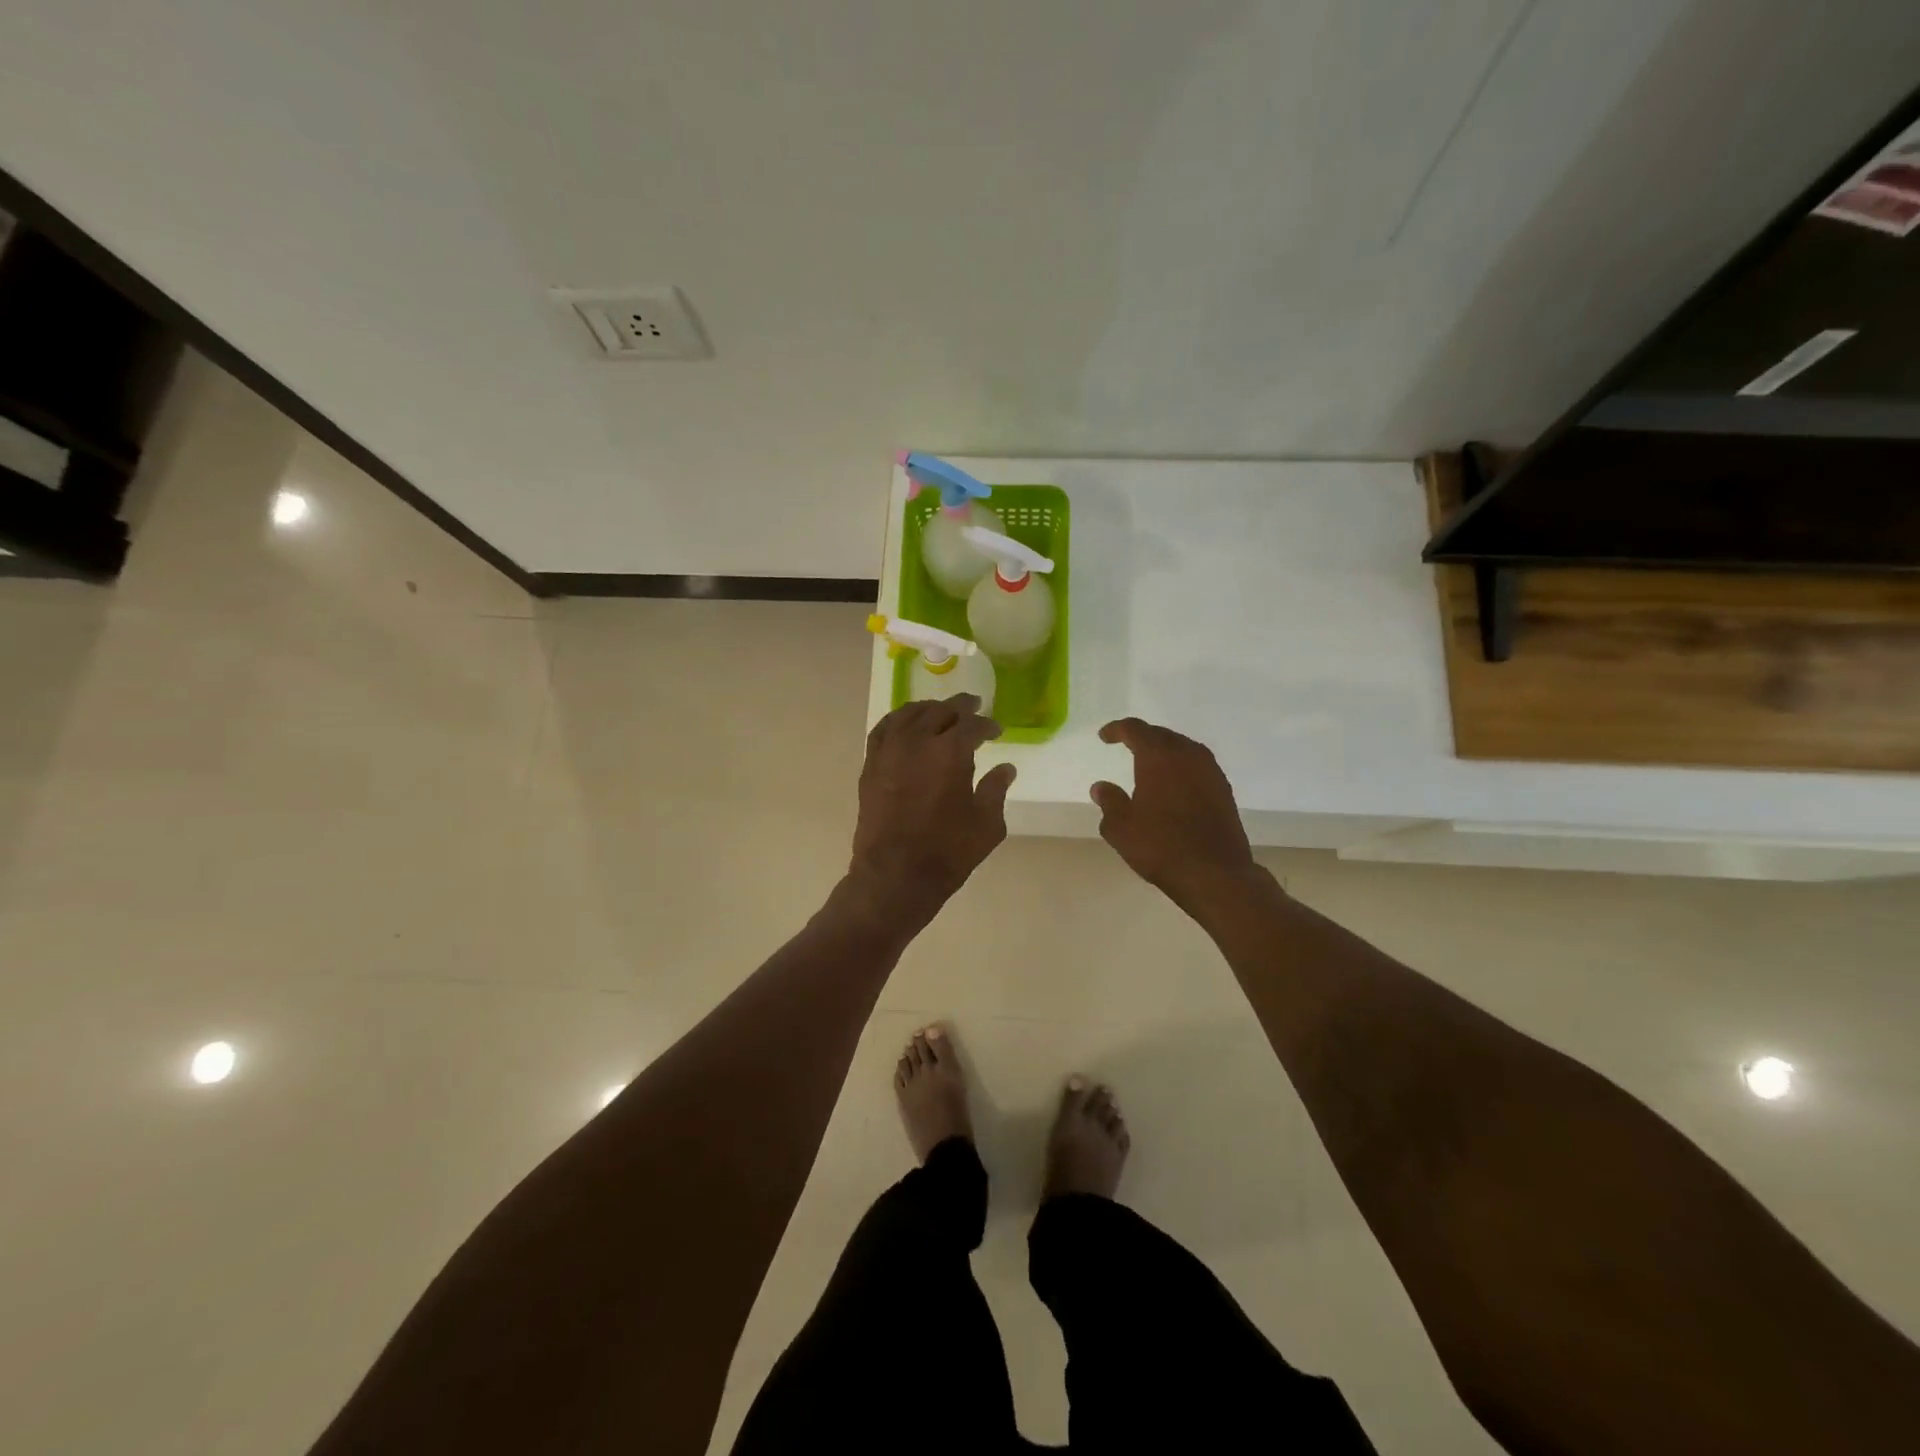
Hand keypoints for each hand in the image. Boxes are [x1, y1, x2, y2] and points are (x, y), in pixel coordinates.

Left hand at [851, 695, 1016, 916]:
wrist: (895, 875)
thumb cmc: (948, 852)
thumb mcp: (987, 824)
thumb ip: (996, 790)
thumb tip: (1005, 768)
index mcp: (951, 751)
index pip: (973, 725)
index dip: (988, 725)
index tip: (996, 731)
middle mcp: (918, 740)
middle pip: (941, 711)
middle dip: (961, 708)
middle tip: (973, 708)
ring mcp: (889, 750)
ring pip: (909, 713)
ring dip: (930, 709)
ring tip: (941, 711)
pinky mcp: (871, 764)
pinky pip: (883, 729)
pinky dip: (898, 720)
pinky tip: (906, 724)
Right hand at [1091, 718, 1258, 914]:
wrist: (1215, 873)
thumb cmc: (1161, 845)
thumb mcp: (1121, 828)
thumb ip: (1110, 802)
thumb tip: (1101, 787)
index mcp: (1158, 756)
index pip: (1135, 729)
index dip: (1117, 729)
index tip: (1104, 736)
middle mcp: (1187, 755)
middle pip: (1162, 735)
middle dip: (1143, 737)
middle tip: (1127, 745)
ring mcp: (1210, 772)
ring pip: (1184, 749)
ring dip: (1165, 752)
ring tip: (1150, 764)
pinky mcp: (1224, 790)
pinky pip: (1198, 766)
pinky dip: (1182, 768)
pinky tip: (1174, 785)